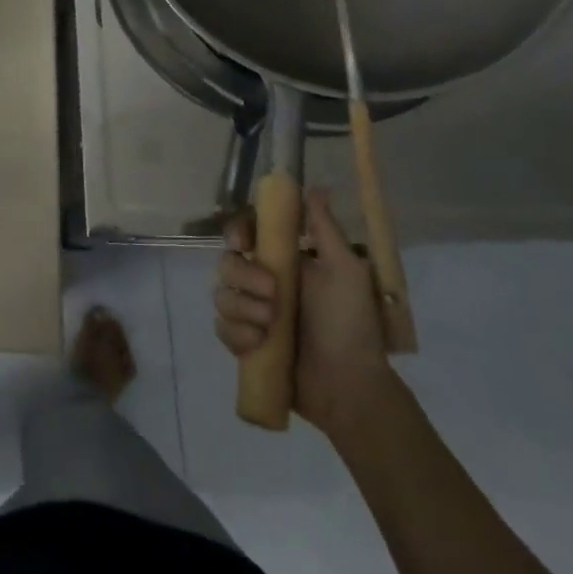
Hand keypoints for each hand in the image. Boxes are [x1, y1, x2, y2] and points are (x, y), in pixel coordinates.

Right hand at [214, 187, 393, 436]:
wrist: (351, 386)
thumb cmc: (351, 324)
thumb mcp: (346, 271)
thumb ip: (325, 229)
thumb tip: (315, 186)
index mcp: (284, 261)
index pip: (245, 233)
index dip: (236, 231)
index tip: (243, 241)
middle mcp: (261, 282)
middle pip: (226, 262)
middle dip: (244, 277)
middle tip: (273, 295)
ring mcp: (250, 313)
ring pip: (221, 294)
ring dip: (243, 308)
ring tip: (271, 326)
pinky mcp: (243, 343)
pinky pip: (221, 327)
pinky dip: (238, 334)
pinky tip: (259, 344)